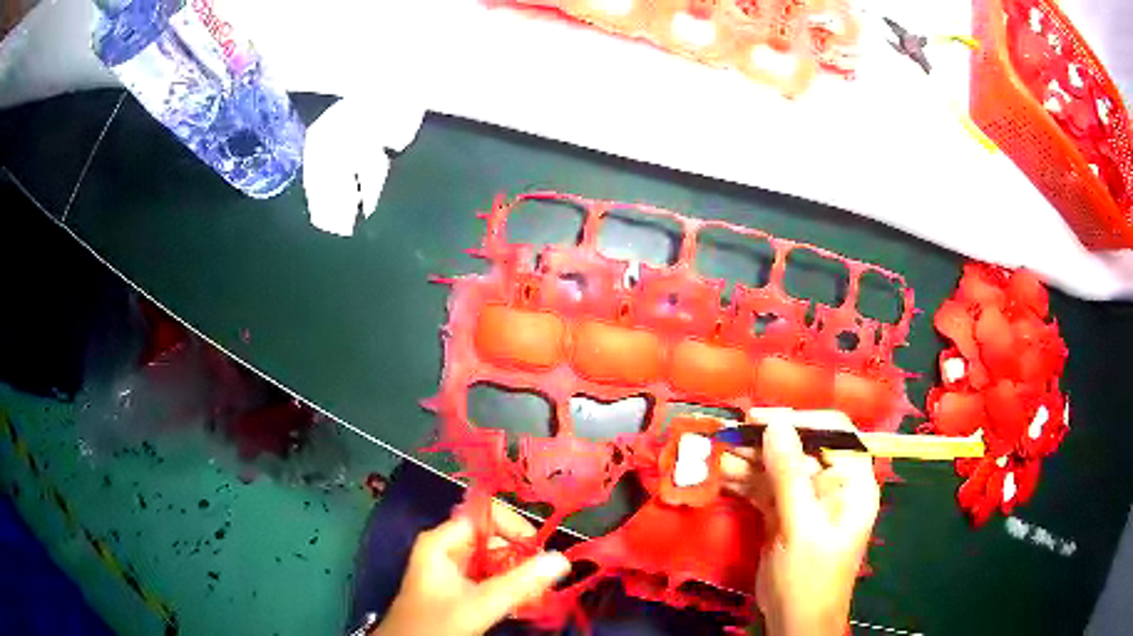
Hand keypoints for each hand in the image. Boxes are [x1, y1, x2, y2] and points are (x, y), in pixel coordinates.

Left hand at [372, 502, 570, 635]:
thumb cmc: (437, 623)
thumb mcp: (480, 603)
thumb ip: (521, 582)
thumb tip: (562, 559)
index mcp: (441, 541)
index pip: (484, 515)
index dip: (514, 526)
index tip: (539, 551)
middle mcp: (446, 548)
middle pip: (492, 539)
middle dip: (520, 558)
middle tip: (543, 582)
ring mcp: (451, 568)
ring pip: (494, 561)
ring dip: (517, 576)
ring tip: (536, 596)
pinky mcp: (458, 587)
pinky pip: (489, 577)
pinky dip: (507, 587)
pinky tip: (521, 604)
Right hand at [722, 409, 879, 635]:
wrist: (794, 621)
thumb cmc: (809, 577)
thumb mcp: (800, 526)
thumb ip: (789, 475)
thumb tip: (775, 424)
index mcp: (852, 482)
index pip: (835, 433)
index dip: (801, 420)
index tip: (762, 419)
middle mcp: (832, 485)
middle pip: (801, 448)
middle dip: (766, 441)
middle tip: (730, 435)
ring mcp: (806, 500)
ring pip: (778, 468)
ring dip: (749, 460)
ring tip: (717, 454)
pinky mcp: (784, 514)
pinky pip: (765, 489)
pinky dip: (744, 482)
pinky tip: (722, 475)